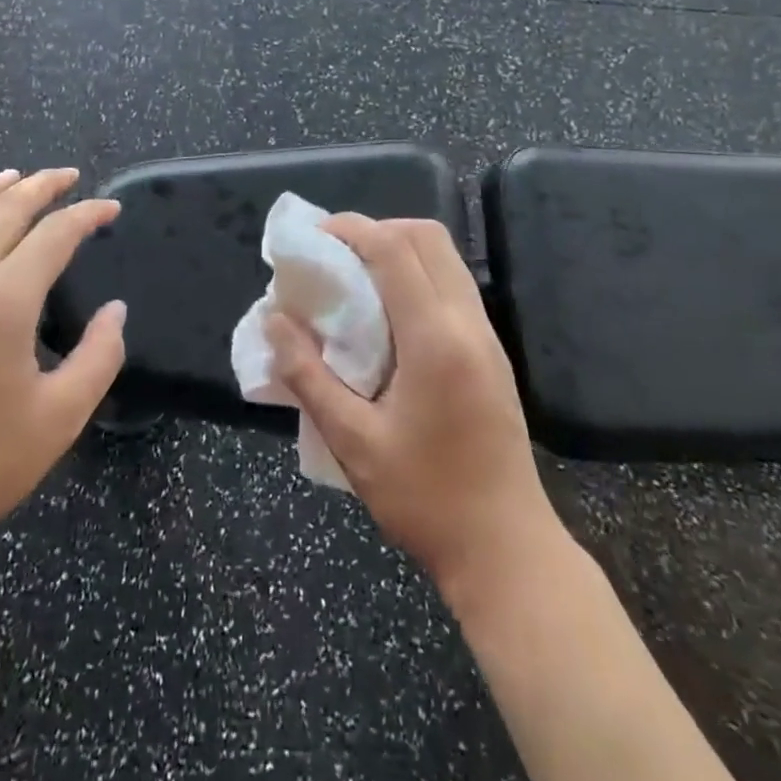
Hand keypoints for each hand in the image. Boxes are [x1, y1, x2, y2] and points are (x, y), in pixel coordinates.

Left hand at [0, 169, 126, 566]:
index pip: (55, 235)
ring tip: (16, 177)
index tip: (111, 210)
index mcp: (4, 299)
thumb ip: (99, 356)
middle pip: (6, 211)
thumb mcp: (60, 417)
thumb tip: (116, 312)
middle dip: (42, 187)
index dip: (87, 215)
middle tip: (68, 175)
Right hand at [266, 214, 562, 597]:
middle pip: (428, 238)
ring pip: (445, 258)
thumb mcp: (353, 442)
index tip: (315, 236)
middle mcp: (468, 324)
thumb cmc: (425, 500)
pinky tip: (388, 315)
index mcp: (436, 339)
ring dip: (400, 250)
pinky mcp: (493, 353)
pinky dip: (417, 275)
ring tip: (356, 280)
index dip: (352, 229)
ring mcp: (487, 337)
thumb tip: (274, 320)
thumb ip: (308, 375)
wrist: (507, 552)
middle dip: (378, 230)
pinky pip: (453, 286)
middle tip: (336, 256)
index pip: (395, 250)